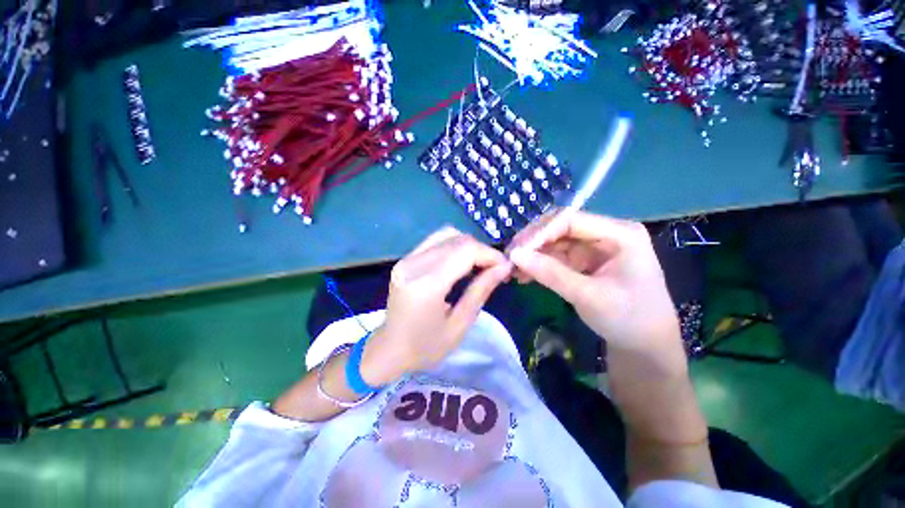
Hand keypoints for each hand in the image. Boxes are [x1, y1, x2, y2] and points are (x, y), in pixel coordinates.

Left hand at [361, 227, 512, 384]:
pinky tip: (461, 262)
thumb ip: (481, 290)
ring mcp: (407, 259)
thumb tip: (504, 267)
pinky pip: (436, 241)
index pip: (466, 251)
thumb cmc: (426, 347)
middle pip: (458, 240)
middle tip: (495, 269)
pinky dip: (454, 246)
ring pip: (447, 235)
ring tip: (479, 265)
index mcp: (427, 284)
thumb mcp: (460, 325)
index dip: (490, 254)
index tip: (505, 267)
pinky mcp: (405, 259)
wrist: (390, 350)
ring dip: (469, 247)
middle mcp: (414, 264)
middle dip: (482, 251)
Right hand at [508, 211, 679, 353]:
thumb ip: (550, 273)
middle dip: (534, 243)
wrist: (645, 347)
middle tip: (510, 259)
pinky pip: (557, 256)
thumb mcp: (588, 296)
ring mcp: (595, 247)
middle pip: (561, 228)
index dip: (540, 232)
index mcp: (620, 234)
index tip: (516, 250)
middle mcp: (607, 233)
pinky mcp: (586, 261)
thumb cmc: (628, 320)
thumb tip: (515, 255)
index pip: (571, 220)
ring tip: (513, 271)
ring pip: (555, 243)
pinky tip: (525, 275)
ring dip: (533, 255)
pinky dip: (540, 265)